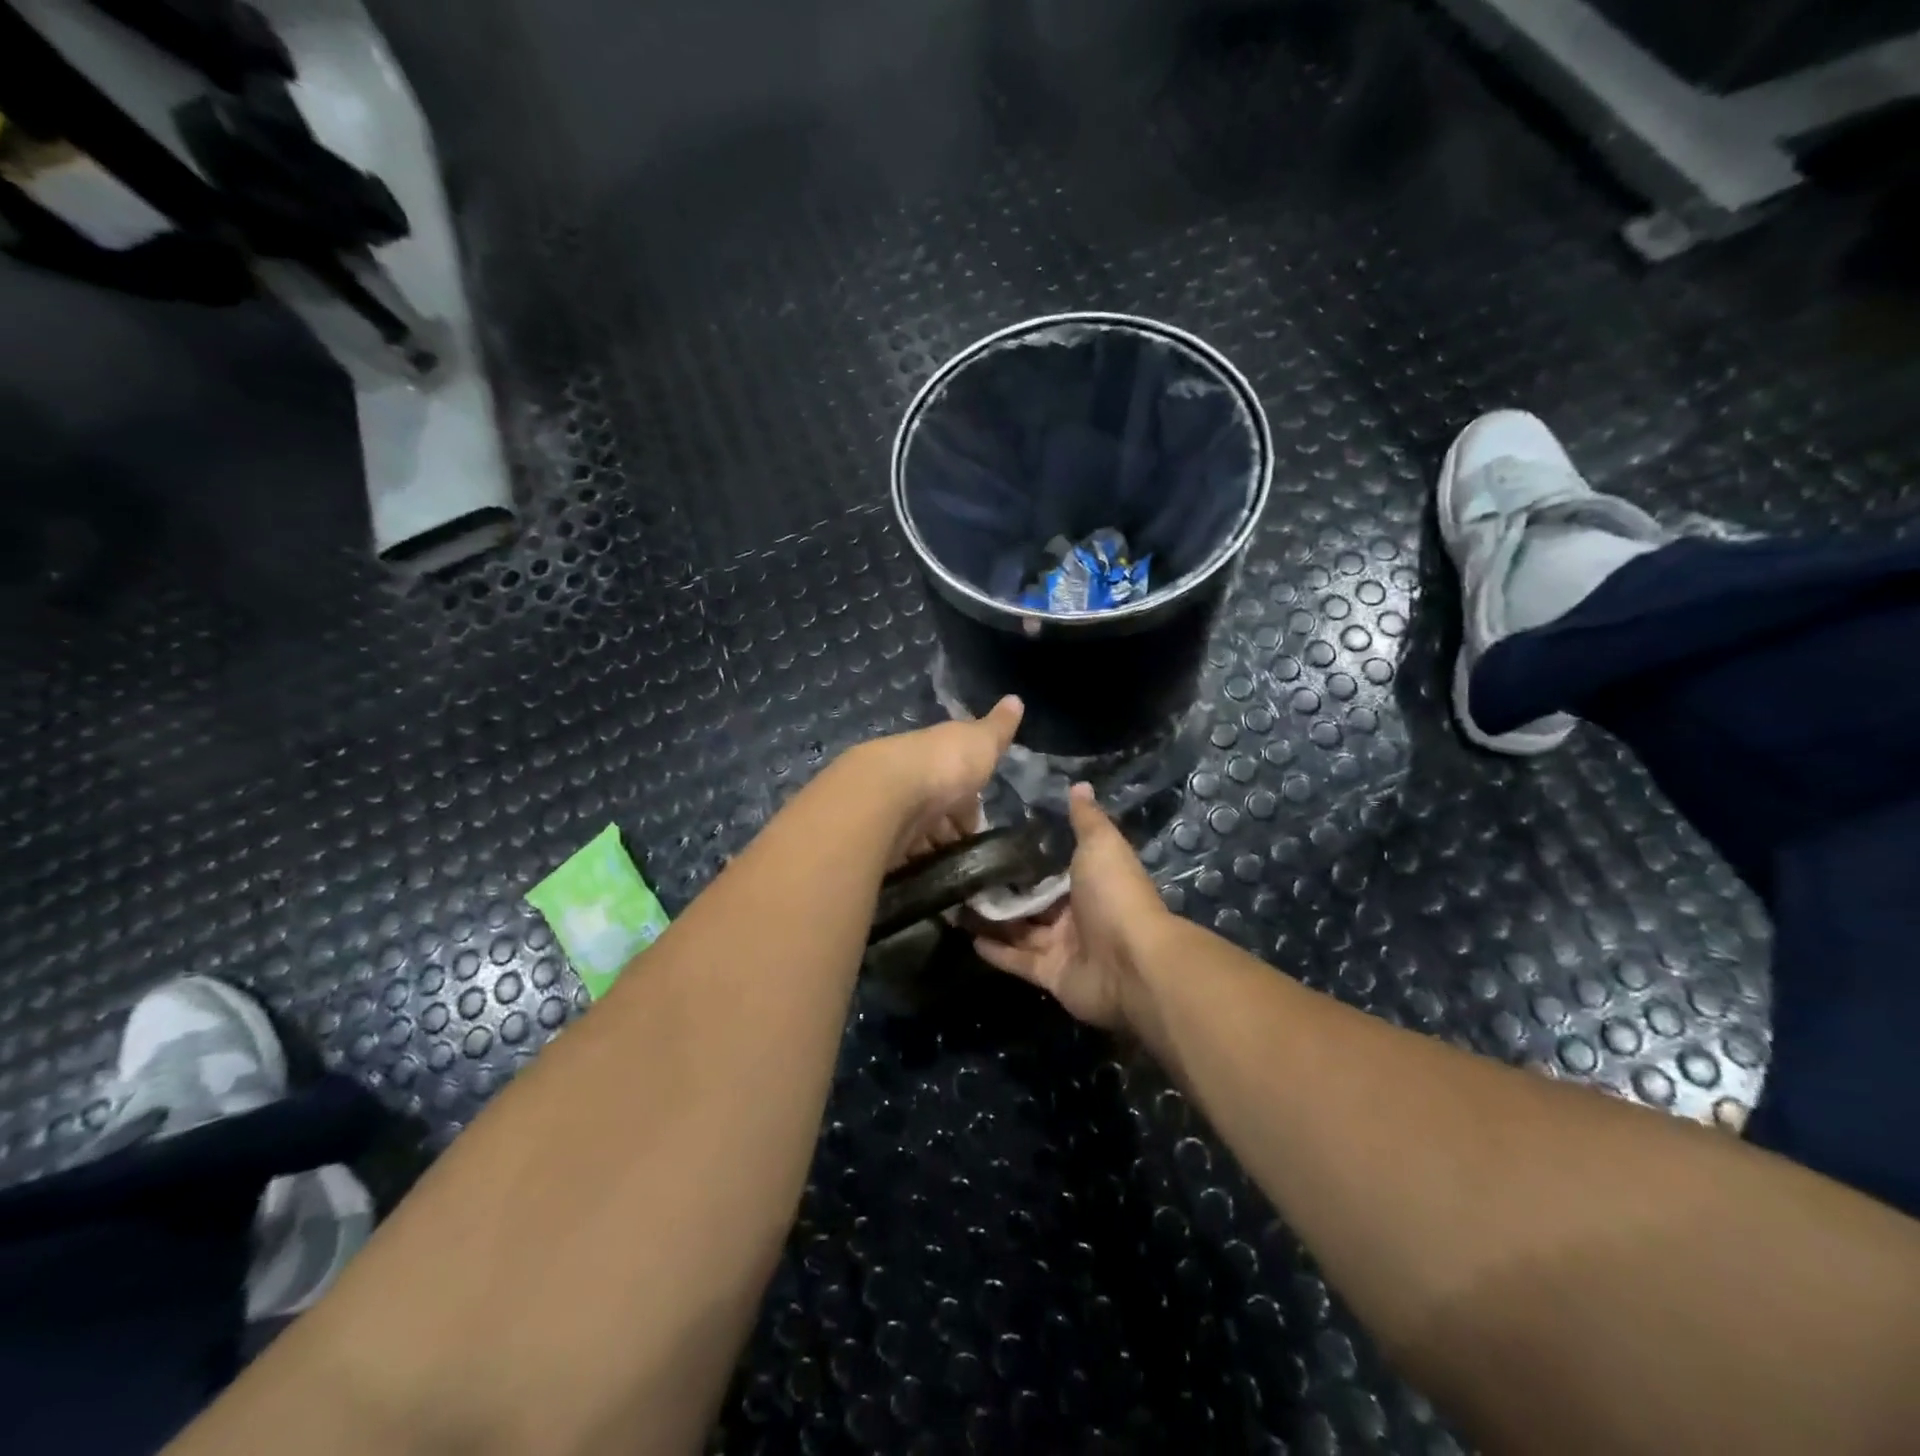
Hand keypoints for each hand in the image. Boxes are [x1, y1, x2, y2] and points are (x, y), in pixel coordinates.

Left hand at [841, 695, 1024, 866]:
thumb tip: (1016, 699)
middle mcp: (910, 780)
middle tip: (965, 854)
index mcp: (934, 756)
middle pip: (932, 809)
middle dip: (948, 830)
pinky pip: (898, 855)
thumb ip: (998, 728)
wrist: (889, 792)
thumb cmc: (943, 765)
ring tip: (947, 871)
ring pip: (914, 833)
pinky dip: (910, 864)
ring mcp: (889, 810)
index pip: (954, 781)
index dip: (968, 804)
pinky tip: (922, 875)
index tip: (977, 827)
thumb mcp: (980, 742)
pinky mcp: (875, 839)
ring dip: (930, 849)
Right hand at [972, 783, 1169, 1030]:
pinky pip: (1018, 961)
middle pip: (1032, 901)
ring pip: (1020, 931)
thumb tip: (1079, 784)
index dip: (1024, 857)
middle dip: (1001, 891)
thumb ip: (1085, 819)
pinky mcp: (1051, 976)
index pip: (1051, 867)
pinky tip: (967, 937)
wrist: (1132, 964)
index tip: (989, 841)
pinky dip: (996, 951)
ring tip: (954, 904)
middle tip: (962, 876)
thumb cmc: (1115, 895)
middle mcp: (1076, 913)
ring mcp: (1063, 947)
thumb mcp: (1100, 845)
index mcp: (1088, 881)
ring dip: (991, 920)